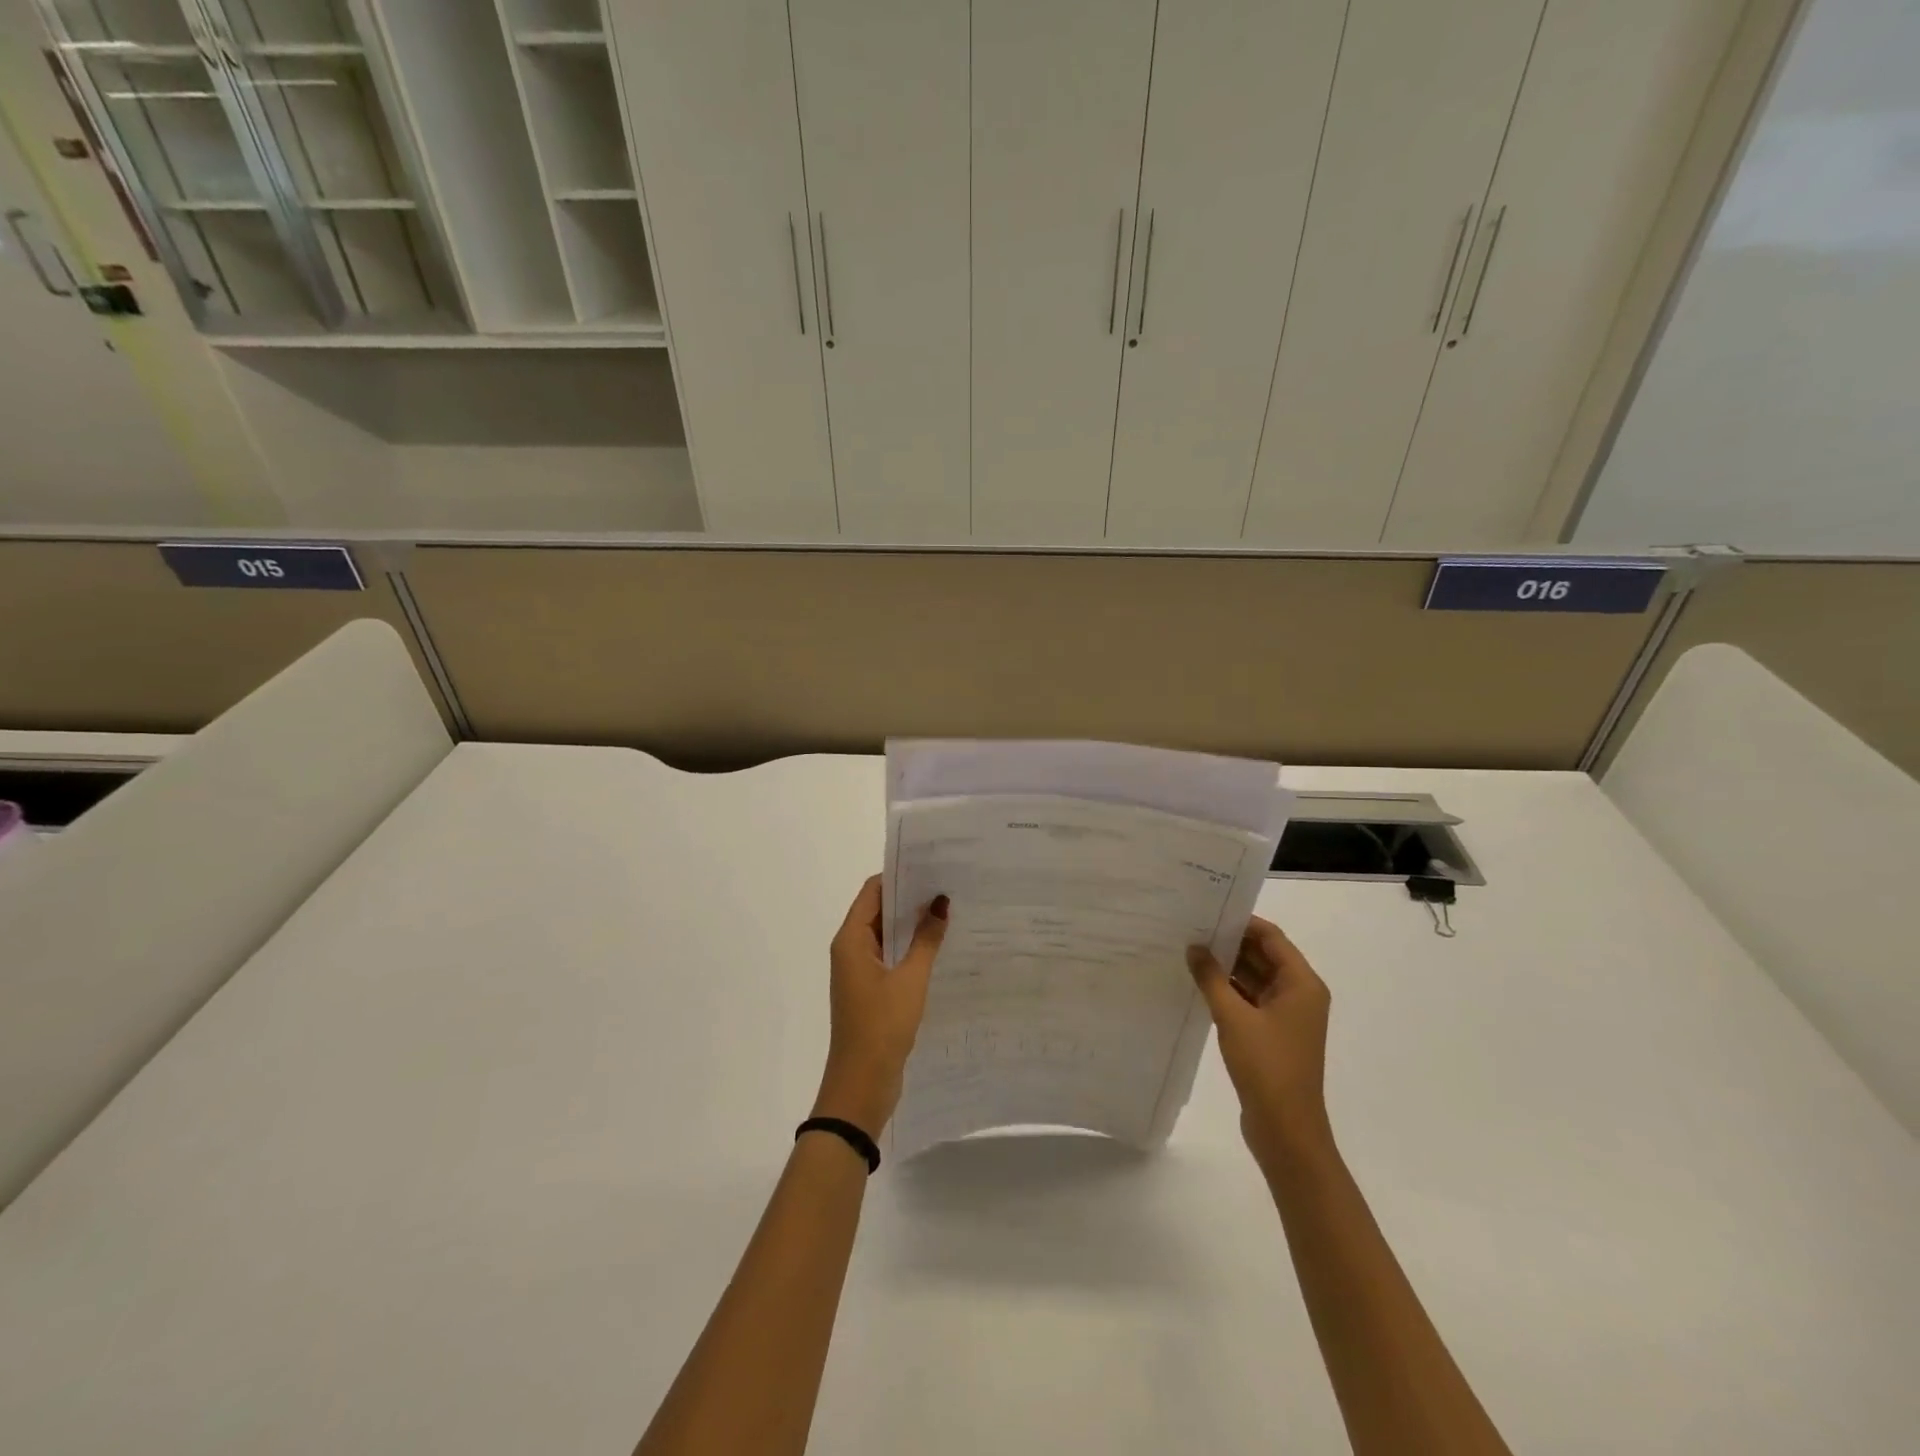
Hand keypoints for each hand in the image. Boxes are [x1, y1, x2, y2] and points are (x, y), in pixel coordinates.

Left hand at [812, 875, 949, 1135]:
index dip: (900, 875)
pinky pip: (891, 957)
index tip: (932, 865)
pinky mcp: (871, 990)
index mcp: (851, 940)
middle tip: (948, 884)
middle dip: (910, 897)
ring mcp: (860, 971)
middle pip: (879, 910)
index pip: (873, 891)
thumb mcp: (910, 979)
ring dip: (912, 924)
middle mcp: (851, 949)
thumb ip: (926, 940)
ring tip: (950, 909)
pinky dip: (911, 948)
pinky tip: (940, 946)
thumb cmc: (882, 1026)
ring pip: (887, 935)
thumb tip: (940, 902)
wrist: (861, 1085)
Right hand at [1188, 916, 1334, 1170]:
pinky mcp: (1272, 1035)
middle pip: (1264, 956)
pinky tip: (1199, 984)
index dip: (1242, 922)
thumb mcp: (1233, 1016)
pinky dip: (1229, 990)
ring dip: (1227, 967)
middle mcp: (1299, 995)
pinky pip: (1250, 1000)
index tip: (1207, 911)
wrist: (1286, 1130)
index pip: (1272, 937)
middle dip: (1230, 943)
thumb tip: (1194, 946)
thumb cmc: (1266, 1066)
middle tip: (1191, 929)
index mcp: (1302, 984)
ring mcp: (1287, 1017)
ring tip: (1189, 952)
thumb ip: (1212, 977)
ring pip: (1255, 979)